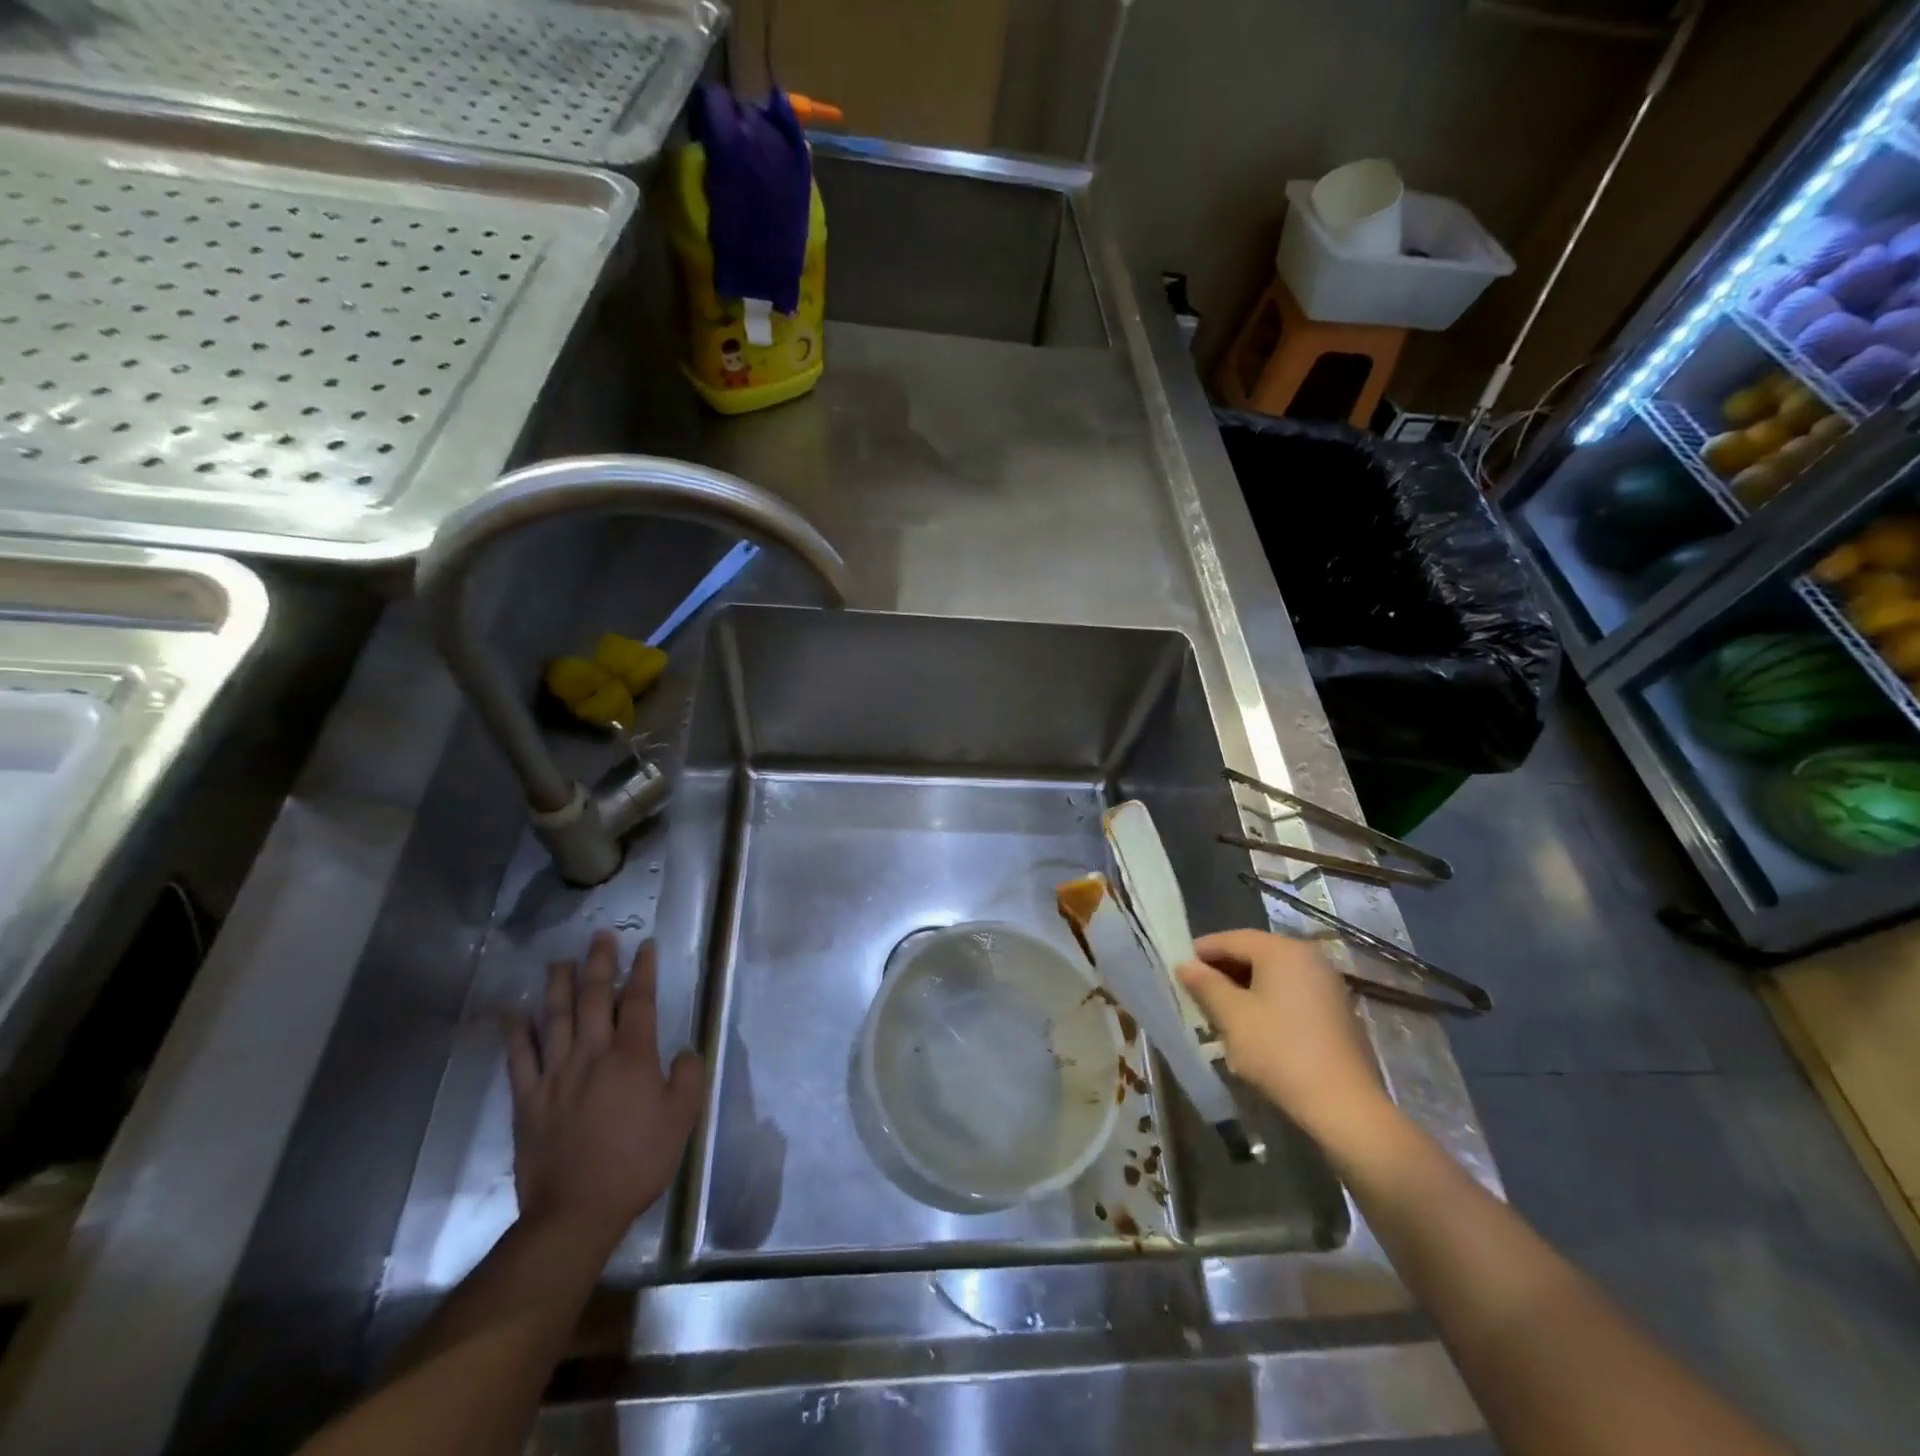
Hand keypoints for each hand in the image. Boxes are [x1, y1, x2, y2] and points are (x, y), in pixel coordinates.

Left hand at [506, 933, 703, 1244]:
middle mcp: (592, 1054)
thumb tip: (682, 1052)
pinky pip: (519, 1059)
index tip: (646, 946)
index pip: (639, 1001)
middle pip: (595, 998)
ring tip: (560, 960)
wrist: (577, 1210)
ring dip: (558, 986)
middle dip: (600, 963)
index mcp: (632, 1056)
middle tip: (601, 936)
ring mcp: (555, 1075)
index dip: (643, 971)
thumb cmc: (638, 1161)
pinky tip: (514, 1013)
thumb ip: (688, 1077)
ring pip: (555, 1018)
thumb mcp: (682, 1118)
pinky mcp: (528, 1100)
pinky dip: (516, 1033)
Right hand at [1176, 928, 1389, 1145]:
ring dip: (1243, 988)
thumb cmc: (1280, 1051)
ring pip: (1272, 975)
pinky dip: (1267, 1001)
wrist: (1344, 1106)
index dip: (1202, 952)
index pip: (1232, 939)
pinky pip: (1291, 993)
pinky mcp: (1336, 1011)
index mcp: (1283, 950)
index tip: (1178, 968)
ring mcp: (1327, 984)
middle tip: (1195, 991)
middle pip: (1254, 954)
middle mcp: (1309, 957)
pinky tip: (1251, 1025)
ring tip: (1218, 1011)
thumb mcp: (1233, 1016)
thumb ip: (1206, 985)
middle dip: (1222, 971)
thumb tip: (1185, 965)